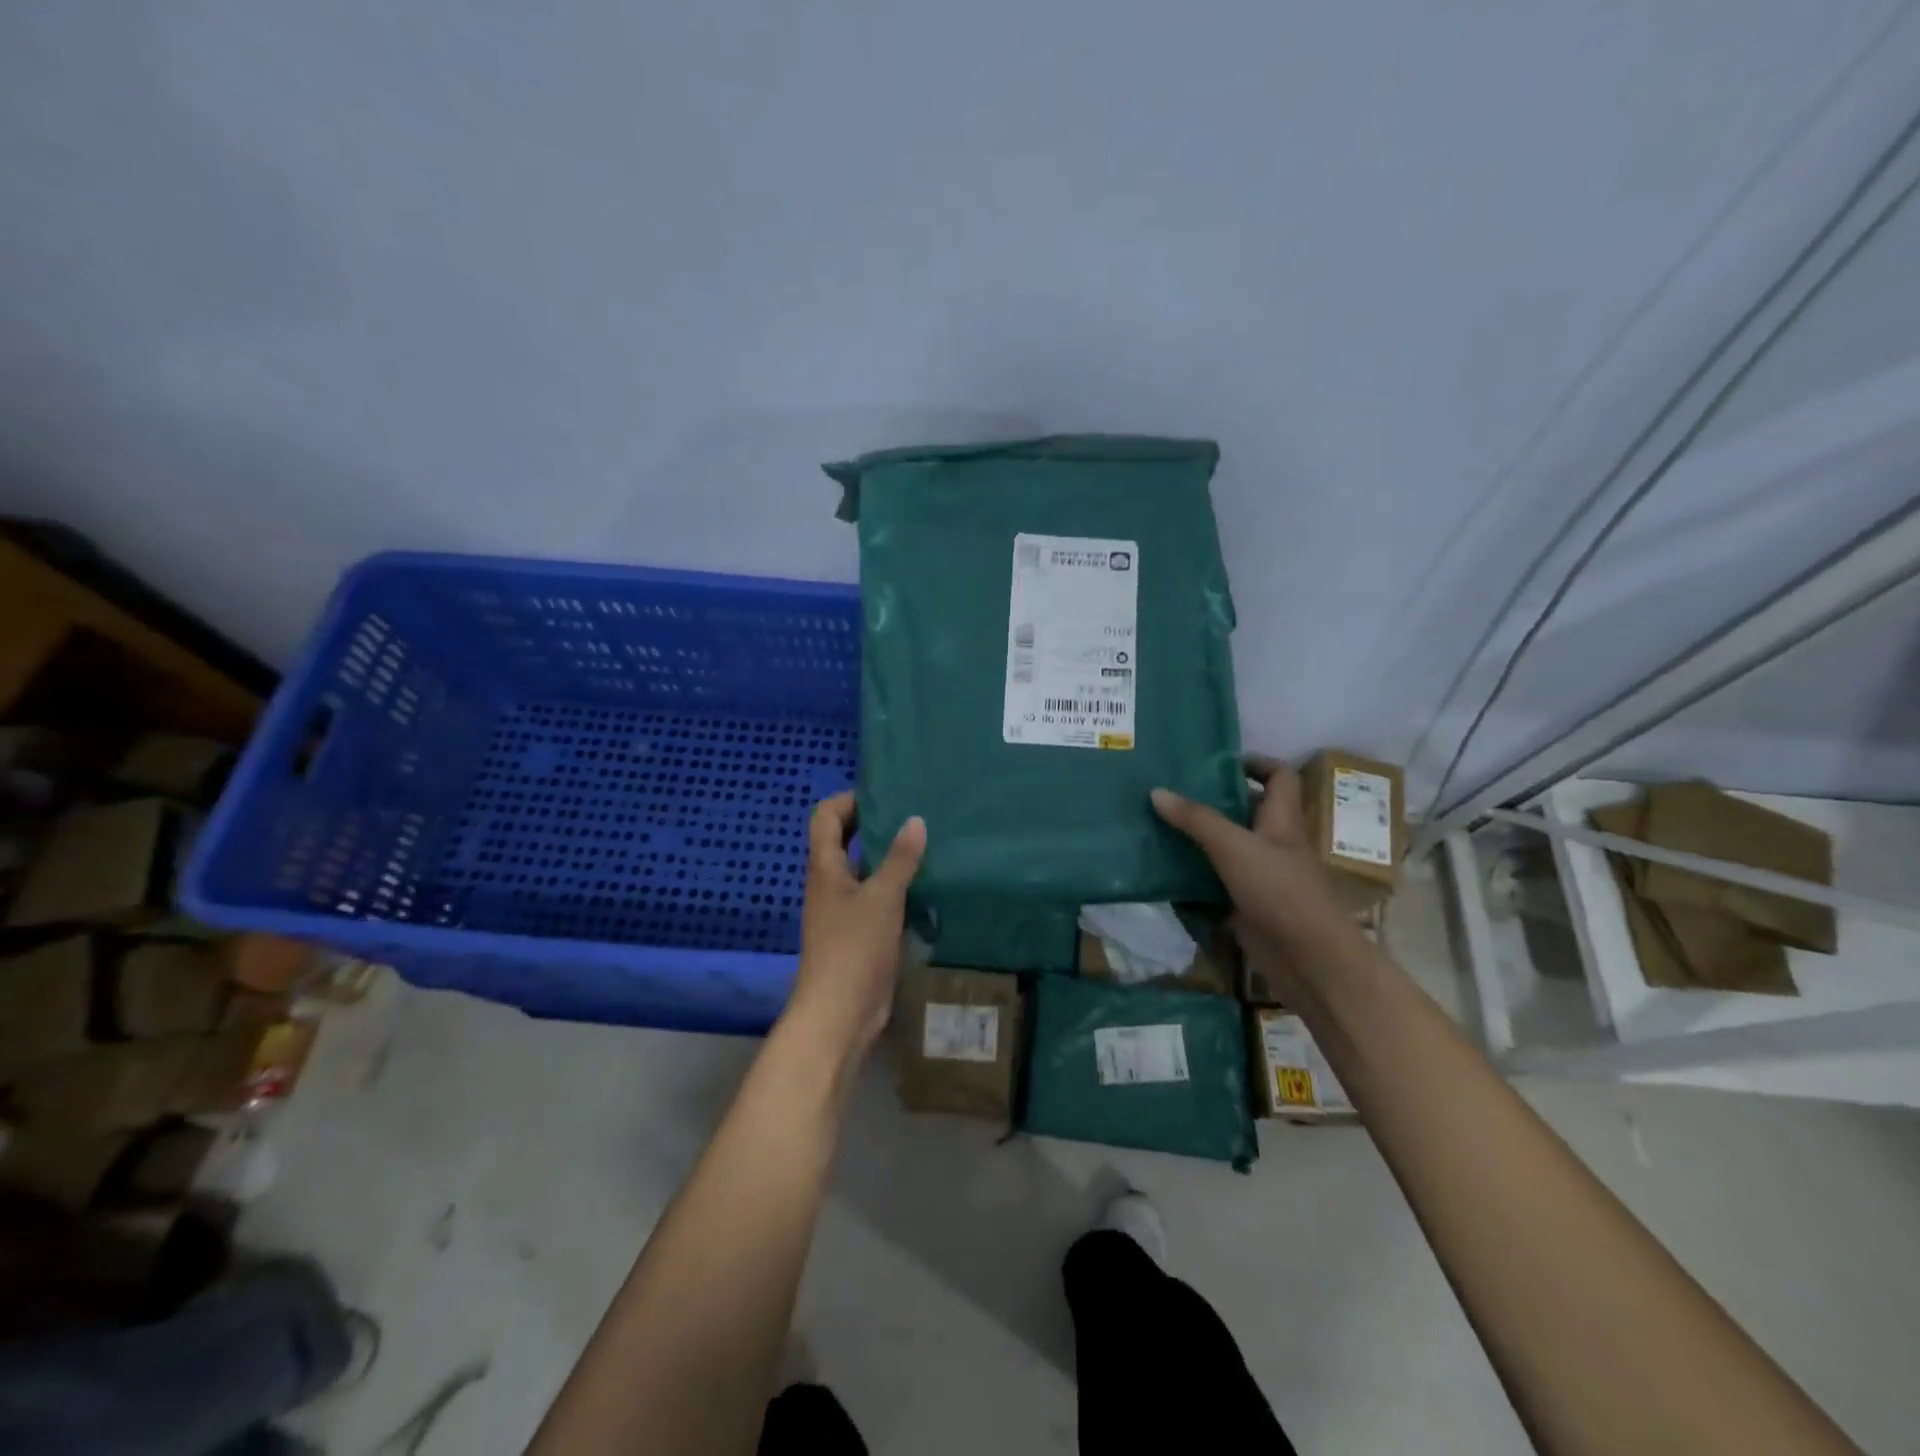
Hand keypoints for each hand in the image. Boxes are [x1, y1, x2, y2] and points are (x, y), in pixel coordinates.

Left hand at [785, 793, 926, 1056]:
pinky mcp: (860, 932)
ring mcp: (844, 909)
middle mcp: (830, 883)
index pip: (826, 817)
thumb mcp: (881, 898)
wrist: (839, 1013)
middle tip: (912, 812)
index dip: (848, 800)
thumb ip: (900, 859)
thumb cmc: (854, 948)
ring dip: (888, 856)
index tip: (884, 793)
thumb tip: (915, 819)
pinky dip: (897, 886)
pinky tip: (927, 884)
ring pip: (864, 870)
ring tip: (926, 842)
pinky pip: (877, 897)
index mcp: (825, 867)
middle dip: (874, 823)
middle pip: (845, 840)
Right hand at [1150, 755, 1339, 944]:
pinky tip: (1162, 870)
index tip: (1214, 762)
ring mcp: (1260, 876)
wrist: (1308, 960)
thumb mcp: (1234, 847)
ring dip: (1196, 839)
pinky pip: (1215, 882)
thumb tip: (1156, 791)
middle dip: (1210, 800)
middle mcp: (1273, 843)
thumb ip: (1196, 819)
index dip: (1254, 763)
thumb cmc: (1279, 891)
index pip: (1279, 777)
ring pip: (1226, 848)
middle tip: (1169, 791)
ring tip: (1155, 824)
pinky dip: (1192, 876)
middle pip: (1245, 811)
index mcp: (1281, 820)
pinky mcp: (1245, 905)